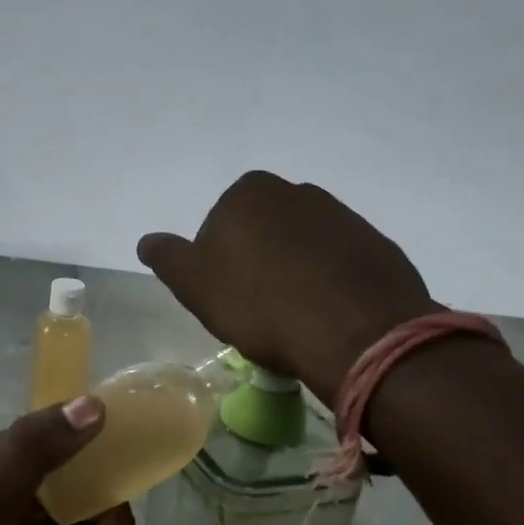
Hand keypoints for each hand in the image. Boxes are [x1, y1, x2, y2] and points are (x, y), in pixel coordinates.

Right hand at [138, 171, 437, 406]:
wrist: (356, 332)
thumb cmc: (261, 305)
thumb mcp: (195, 285)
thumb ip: (168, 258)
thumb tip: (147, 240)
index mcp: (249, 192)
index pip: (219, 225)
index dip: (217, 264)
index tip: (226, 298)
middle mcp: (297, 191)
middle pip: (263, 231)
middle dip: (258, 262)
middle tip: (258, 309)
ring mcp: (342, 216)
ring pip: (302, 245)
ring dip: (295, 272)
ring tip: (296, 317)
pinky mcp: (376, 244)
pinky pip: (339, 262)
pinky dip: (330, 282)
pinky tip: (328, 314)